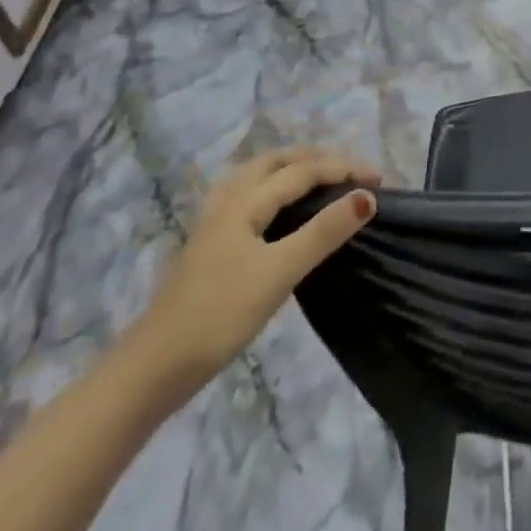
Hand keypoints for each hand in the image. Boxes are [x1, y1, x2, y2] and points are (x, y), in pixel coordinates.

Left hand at [128, 148, 378, 391]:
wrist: (151, 370)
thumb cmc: (219, 316)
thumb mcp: (279, 273)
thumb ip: (323, 232)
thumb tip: (366, 197)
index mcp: (245, 201)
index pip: (303, 170)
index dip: (343, 169)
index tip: (379, 180)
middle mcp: (228, 200)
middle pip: (277, 162)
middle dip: (317, 159)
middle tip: (351, 172)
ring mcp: (214, 222)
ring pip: (259, 176)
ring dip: (294, 168)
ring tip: (321, 178)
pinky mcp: (209, 244)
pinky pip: (250, 194)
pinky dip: (275, 186)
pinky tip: (277, 208)